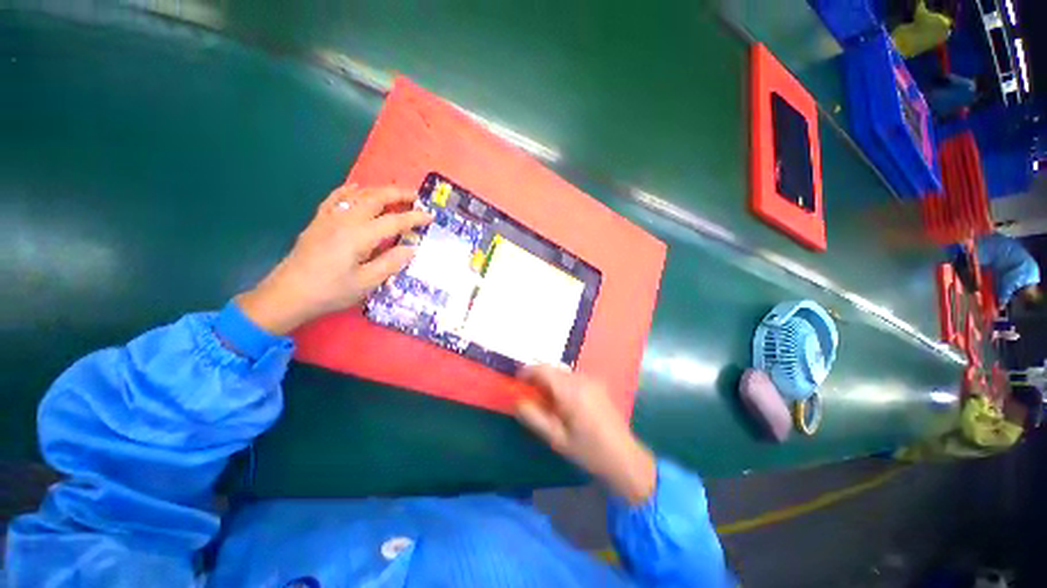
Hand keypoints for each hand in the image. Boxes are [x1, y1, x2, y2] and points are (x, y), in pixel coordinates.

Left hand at [238, 184, 431, 334]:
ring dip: (379, 191)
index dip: (414, 217)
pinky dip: (349, 190)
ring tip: (395, 194)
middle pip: (375, 198)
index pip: (394, 221)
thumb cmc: (330, 291)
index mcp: (359, 236)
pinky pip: (335, 198)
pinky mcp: (319, 221)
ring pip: (357, 195)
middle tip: (416, 197)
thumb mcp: (366, 283)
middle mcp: (345, 220)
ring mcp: (329, 218)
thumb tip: (412, 248)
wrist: (288, 294)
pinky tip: (357, 188)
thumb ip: (391, 263)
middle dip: (398, 194)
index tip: (430, 216)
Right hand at [516, 366, 656, 503]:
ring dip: (551, 378)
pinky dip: (562, 381)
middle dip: (538, 375)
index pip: (543, 369)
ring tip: (546, 398)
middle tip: (530, 391)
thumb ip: (534, 417)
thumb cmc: (588, 450)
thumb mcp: (556, 438)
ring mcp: (592, 380)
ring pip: (563, 371)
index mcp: (570, 391)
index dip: (528, 370)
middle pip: (553, 368)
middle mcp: (581, 379)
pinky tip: (563, 400)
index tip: (518, 379)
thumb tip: (517, 401)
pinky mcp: (598, 384)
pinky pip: (573, 376)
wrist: (623, 457)